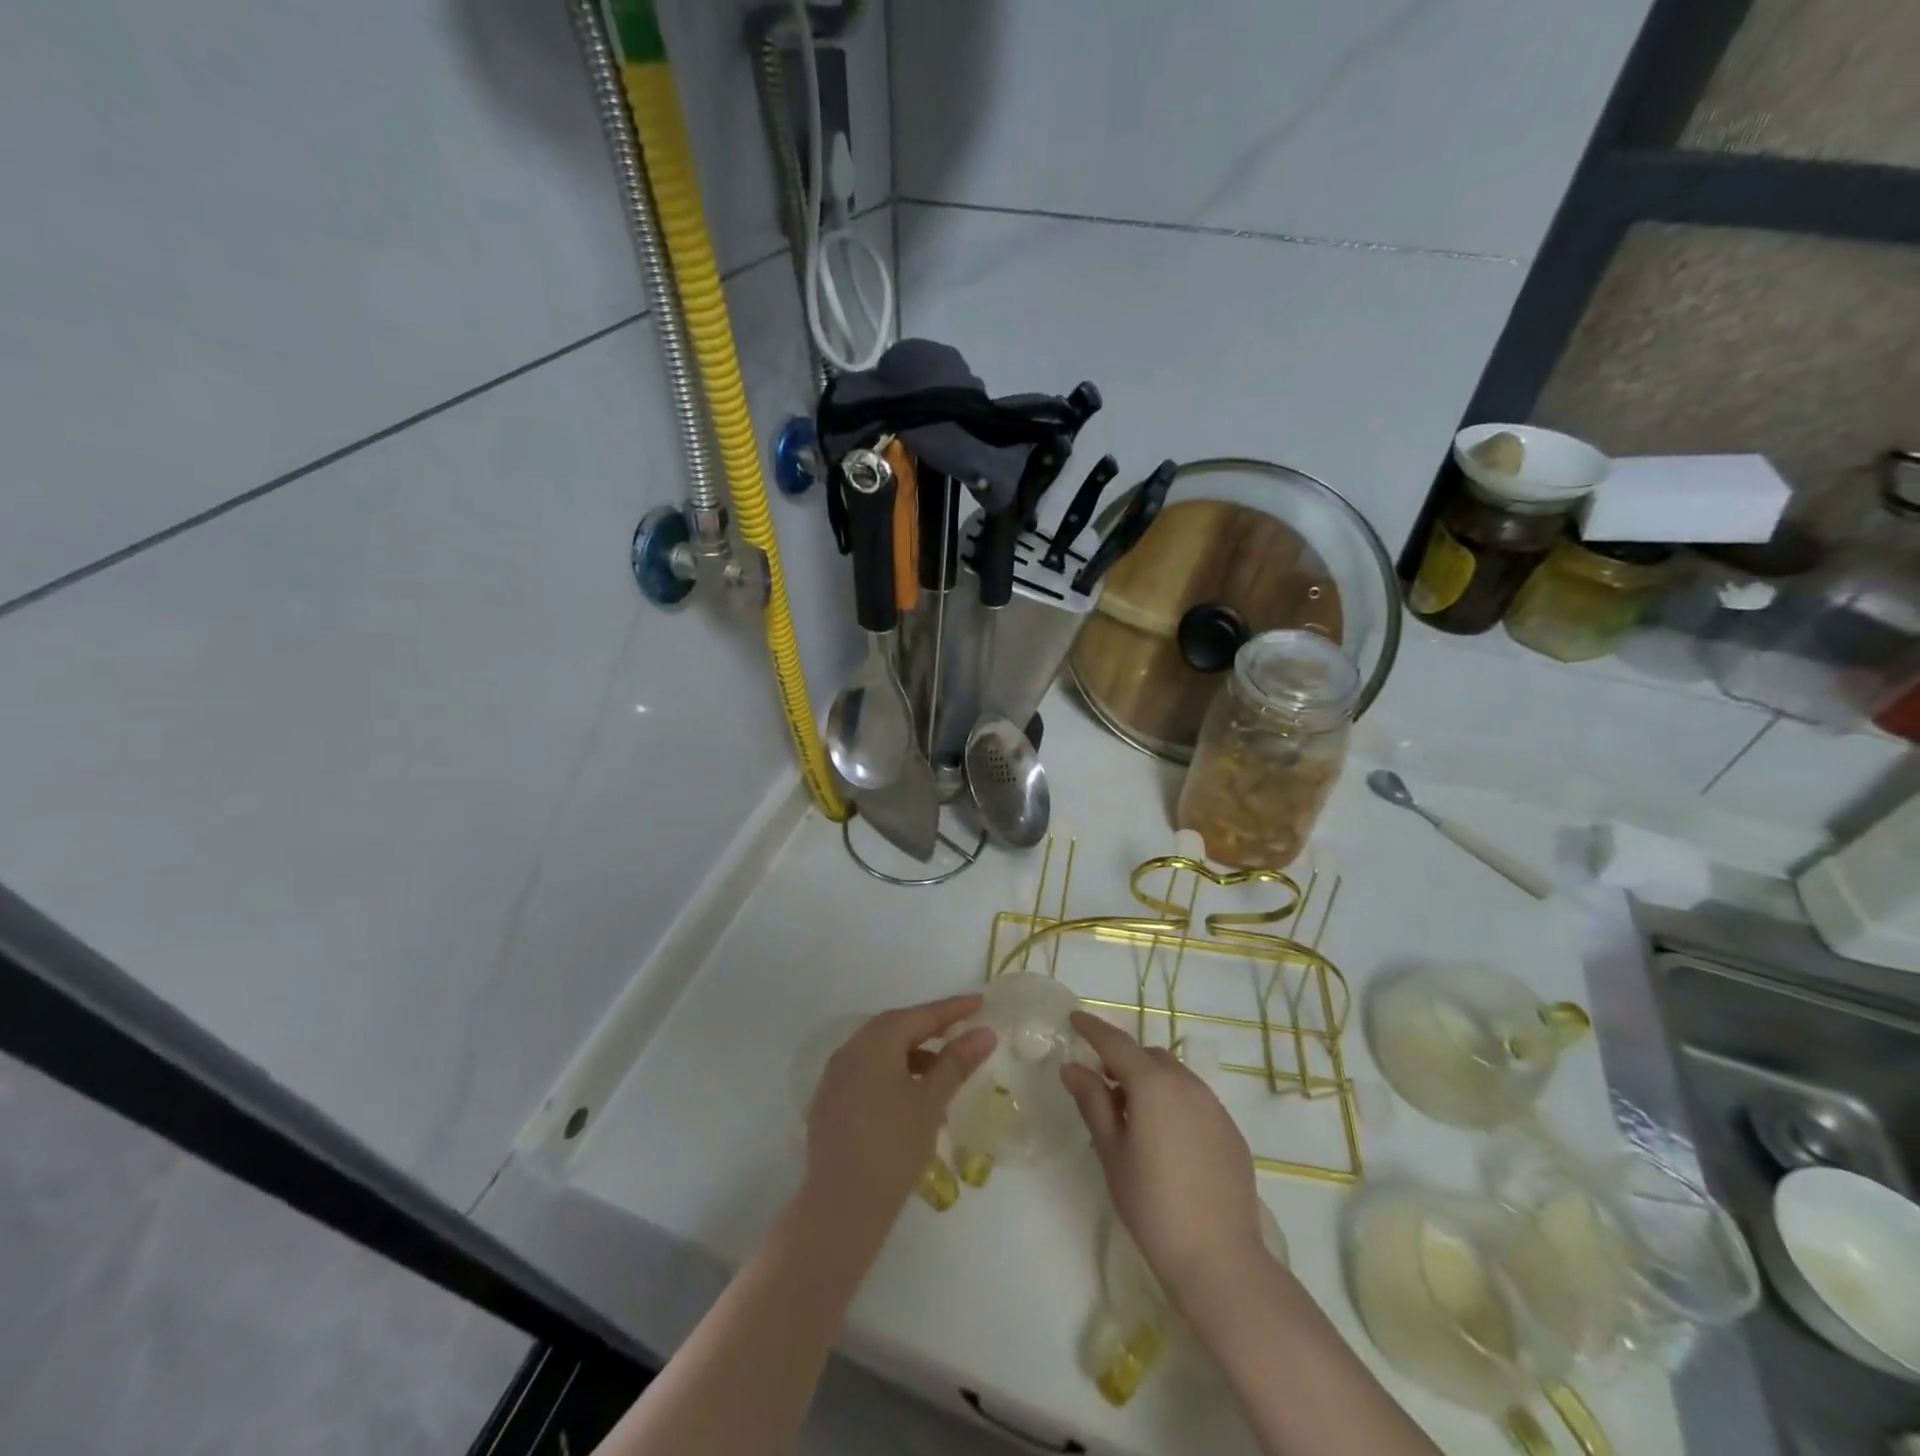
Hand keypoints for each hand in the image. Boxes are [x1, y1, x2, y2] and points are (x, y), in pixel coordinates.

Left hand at [805, 995, 995, 1232]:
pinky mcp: (829, 1102)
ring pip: (879, 1050)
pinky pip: (866, 1071)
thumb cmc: (892, 1149)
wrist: (840, 1209)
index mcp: (873, 1043)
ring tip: (941, 1068)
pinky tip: (910, 1093)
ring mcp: (835, 1077)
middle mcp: (849, 1051)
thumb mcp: (930, 1102)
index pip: (920, 1016)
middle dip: (930, 1026)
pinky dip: (892, 1070)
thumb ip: (956, 1063)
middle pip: (895, 1027)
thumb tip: (985, 1032)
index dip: (951, 1009)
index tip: (979, 1002)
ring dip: (911, 1050)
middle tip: (961, 1029)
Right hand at [1061, 1012, 1270, 1315]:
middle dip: (1123, 1061)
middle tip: (1102, 1085)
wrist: (1220, 1260)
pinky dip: (1174, 1103)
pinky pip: (1195, 1100)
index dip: (1093, 1028)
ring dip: (1150, 1081)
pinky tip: (1166, 1140)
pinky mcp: (1230, 1131)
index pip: (1116, 1043)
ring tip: (1133, 1116)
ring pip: (1174, 1076)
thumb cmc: (1152, 1205)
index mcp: (1153, 1084)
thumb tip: (1073, 1068)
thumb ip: (1092, 1102)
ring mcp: (1214, 1106)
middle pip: (1148, 1057)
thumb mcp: (1112, 1152)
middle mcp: (1186, 1084)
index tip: (1074, 1018)